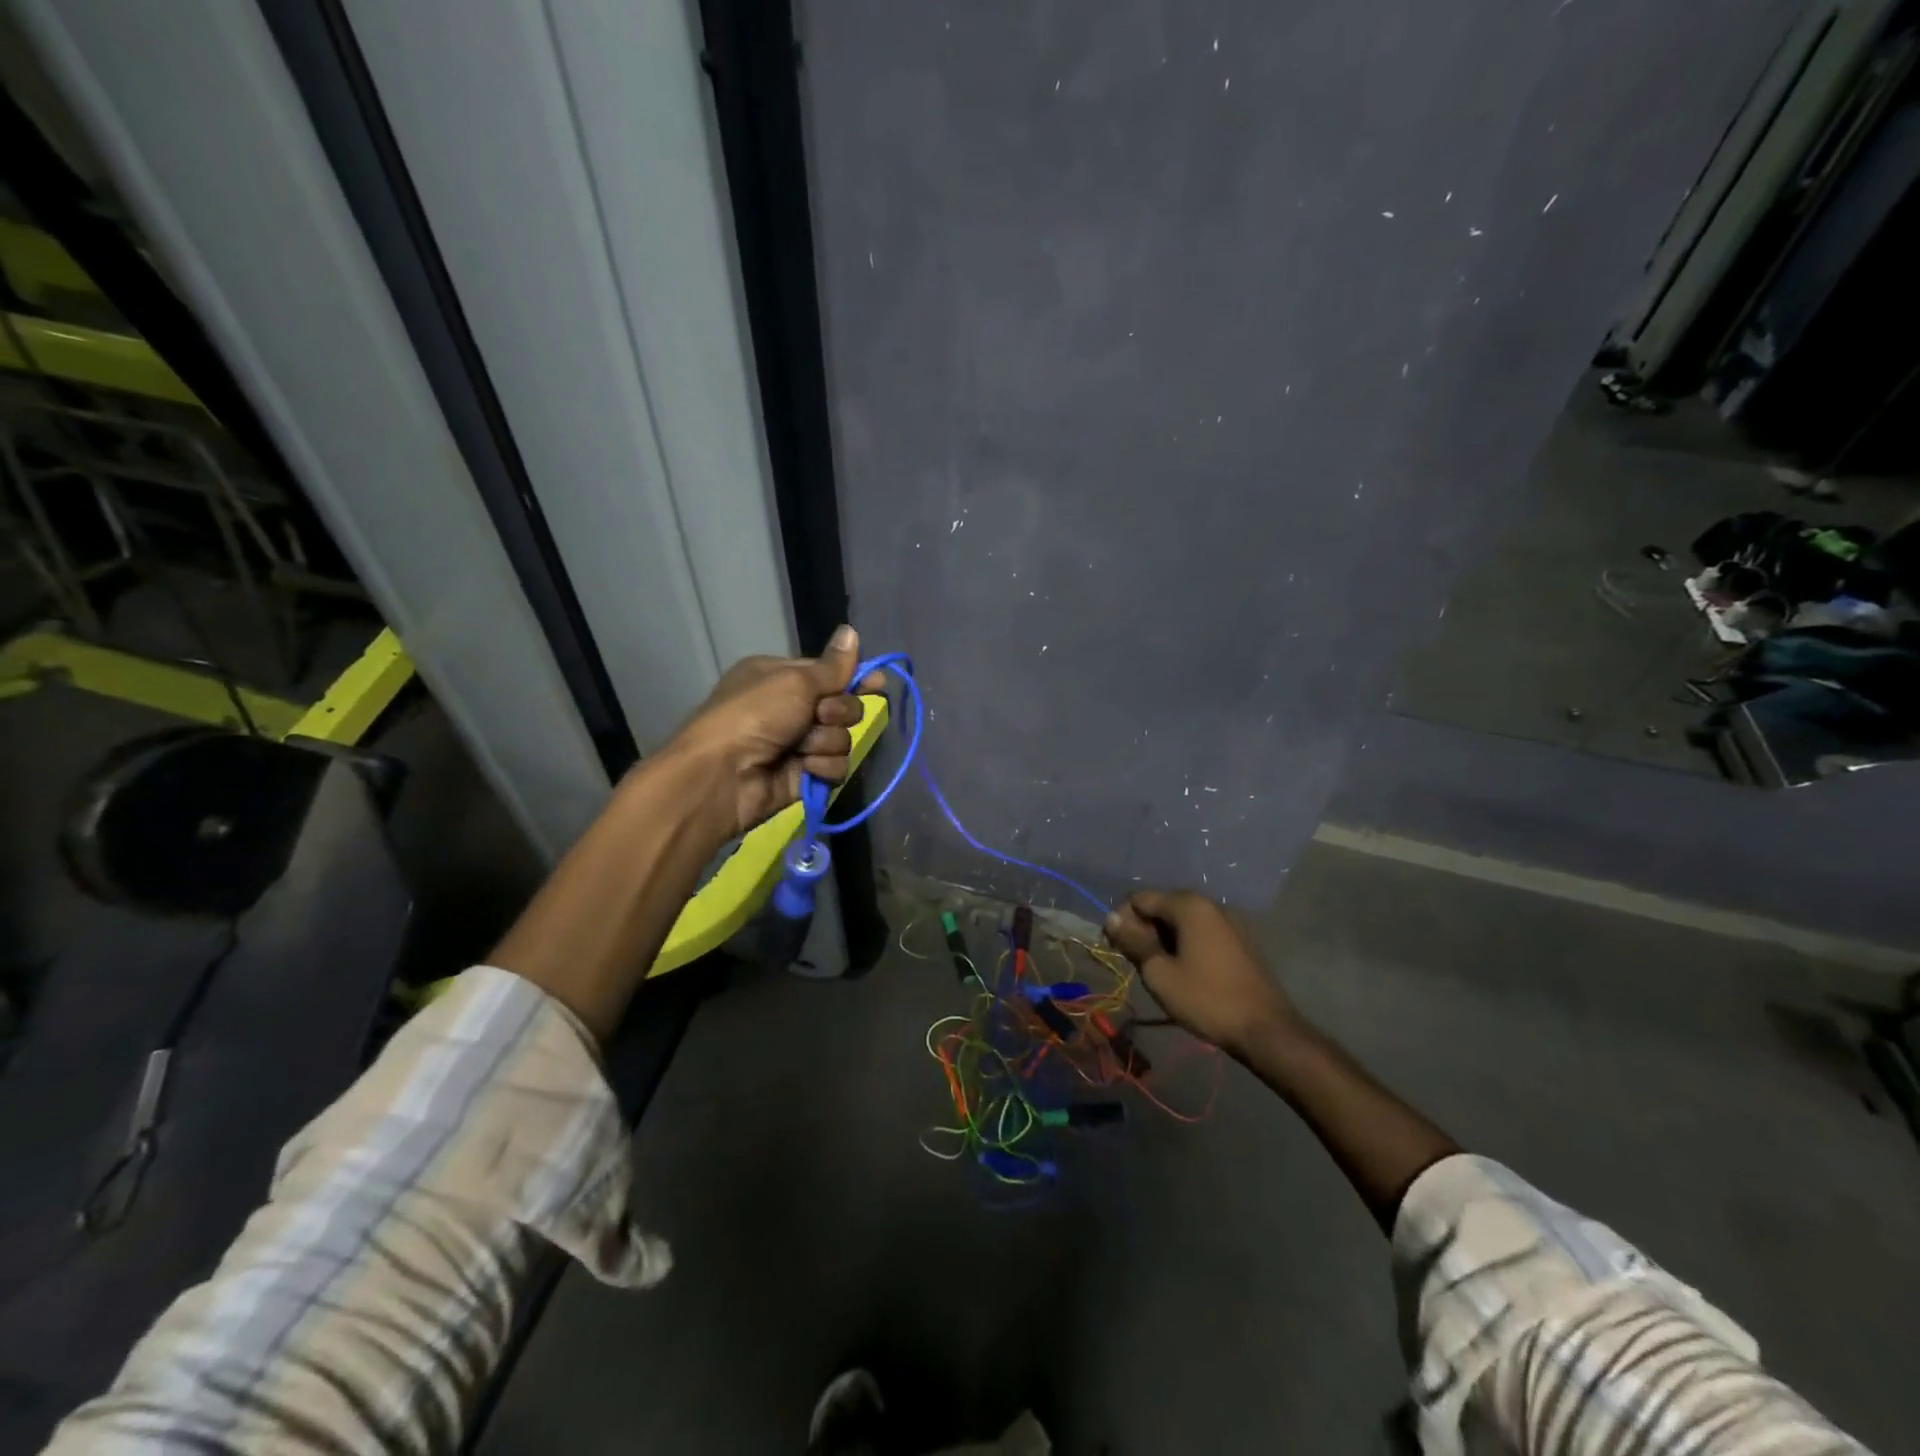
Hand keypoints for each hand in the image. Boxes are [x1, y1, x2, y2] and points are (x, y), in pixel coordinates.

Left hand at [662, 624, 884, 839]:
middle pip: (842, 706)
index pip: (829, 673)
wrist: (723, 775)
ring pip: (841, 739)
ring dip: (826, 743)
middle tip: (819, 716)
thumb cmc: (755, 715)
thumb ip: (832, 666)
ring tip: (802, 749)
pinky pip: (834, 767)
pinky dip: (822, 768)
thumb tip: (851, 631)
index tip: (877, 682)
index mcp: (780, 677)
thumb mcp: (794, 681)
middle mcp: (789, 708)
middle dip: (837, 712)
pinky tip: (804, 770)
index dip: (854, 677)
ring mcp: (796, 744)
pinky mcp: (803, 776)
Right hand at [1104, 890, 1298, 1057]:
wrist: (1266, 1030)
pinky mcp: (1240, 939)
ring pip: (1182, 920)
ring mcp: (1229, 921)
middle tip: (1137, 962)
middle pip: (1162, 906)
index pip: (1140, 898)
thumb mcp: (1159, 973)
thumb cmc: (1206, 999)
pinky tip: (1186, 971)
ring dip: (1164, 938)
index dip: (1121, 919)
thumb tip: (1111, 918)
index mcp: (1189, 906)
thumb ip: (1132, 941)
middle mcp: (1210, 904)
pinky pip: (1202, 931)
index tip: (1116, 948)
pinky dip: (1186, 943)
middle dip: (1143, 929)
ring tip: (1160, 970)